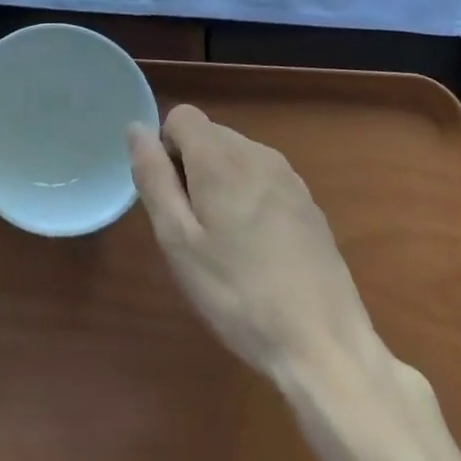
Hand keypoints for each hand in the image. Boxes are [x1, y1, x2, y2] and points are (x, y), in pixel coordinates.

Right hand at [128, 105, 394, 390]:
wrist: (323, 344)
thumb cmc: (237, 293)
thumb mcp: (178, 240)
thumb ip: (153, 177)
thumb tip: (137, 129)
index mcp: (221, 158)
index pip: (181, 116)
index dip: (165, 150)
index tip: (172, 199)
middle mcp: (257, 153)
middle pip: (208, 135)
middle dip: (191, 168)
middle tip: (194, 229)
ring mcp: (288, 177)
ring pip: (235, 157)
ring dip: (220, 183)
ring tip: (225, 244)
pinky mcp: (308, 202)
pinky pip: (262, 179)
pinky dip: (248, 198)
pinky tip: (258, 251)